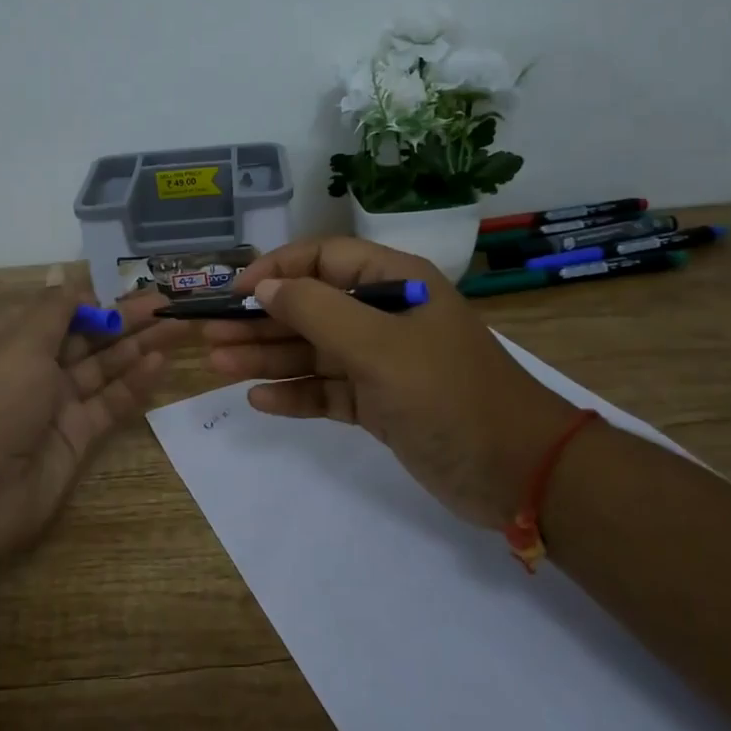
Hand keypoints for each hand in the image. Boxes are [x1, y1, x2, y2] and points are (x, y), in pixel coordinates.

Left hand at [0, 272, 180, 565]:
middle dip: (124, 320)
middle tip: (167, 303)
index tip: (124, 291)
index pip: (55, 312)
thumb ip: (53, 310)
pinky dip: (134, 382)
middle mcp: (32, 369)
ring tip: (178, 325)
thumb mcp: (19, 343)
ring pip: (104, 367)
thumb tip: (64, 275)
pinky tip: (160, 362)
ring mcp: (56, 405)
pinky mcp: (77, 437)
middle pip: (86, 337)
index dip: (90, 301)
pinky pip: (110, 402)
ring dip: (138, 346)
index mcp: (8, 341)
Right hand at [202, 237, 579, 529]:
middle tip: (211, 335)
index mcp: (394, 282)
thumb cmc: (447, 393)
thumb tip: (265, 287)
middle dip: (262, 320)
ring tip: (218, 364)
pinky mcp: (380, 403)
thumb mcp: (378, 345)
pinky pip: (327, 390)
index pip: (324, 258)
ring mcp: (382, 361)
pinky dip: (296, 393)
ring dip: (268, 356)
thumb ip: (317, 310)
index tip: (235, 291)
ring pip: (314, 350)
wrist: (518, 472)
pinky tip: (260, 399)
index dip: (277, 269)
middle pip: (311, 307)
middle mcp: (385, 315)